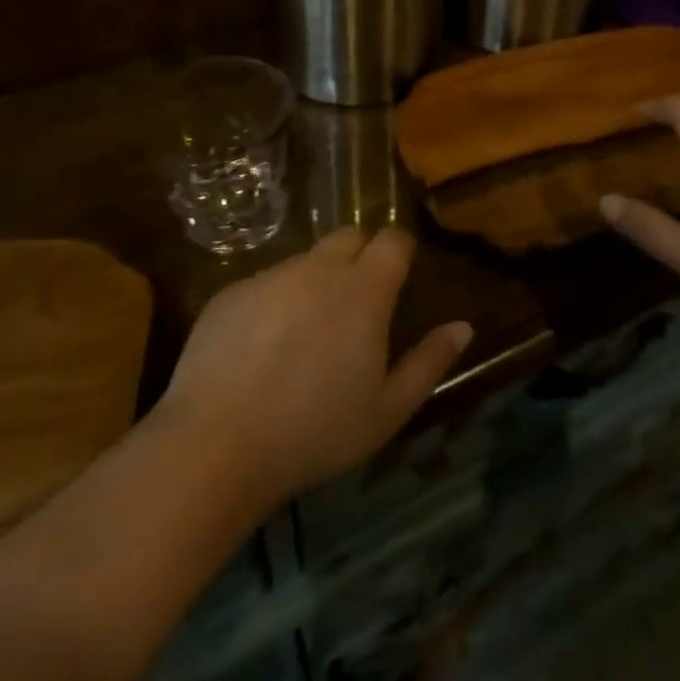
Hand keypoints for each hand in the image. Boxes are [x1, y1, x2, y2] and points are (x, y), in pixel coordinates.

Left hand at [152, 227, 472, 508]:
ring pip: (304, 261)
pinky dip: (273, 303)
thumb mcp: (388, 410)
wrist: (217, 444)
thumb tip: (463, 327)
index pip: (392, 240)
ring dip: (315, 283)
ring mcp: (270, 276)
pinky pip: (264, 284)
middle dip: (359, 257)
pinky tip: (259, 351)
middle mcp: (318, 268)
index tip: (399, 278)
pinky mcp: (230, 292)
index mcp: (363, 290)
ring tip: (304, 338)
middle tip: (356, 308)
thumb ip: (429, 362)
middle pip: (348, 237)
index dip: (400, 252)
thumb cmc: (315, 431)